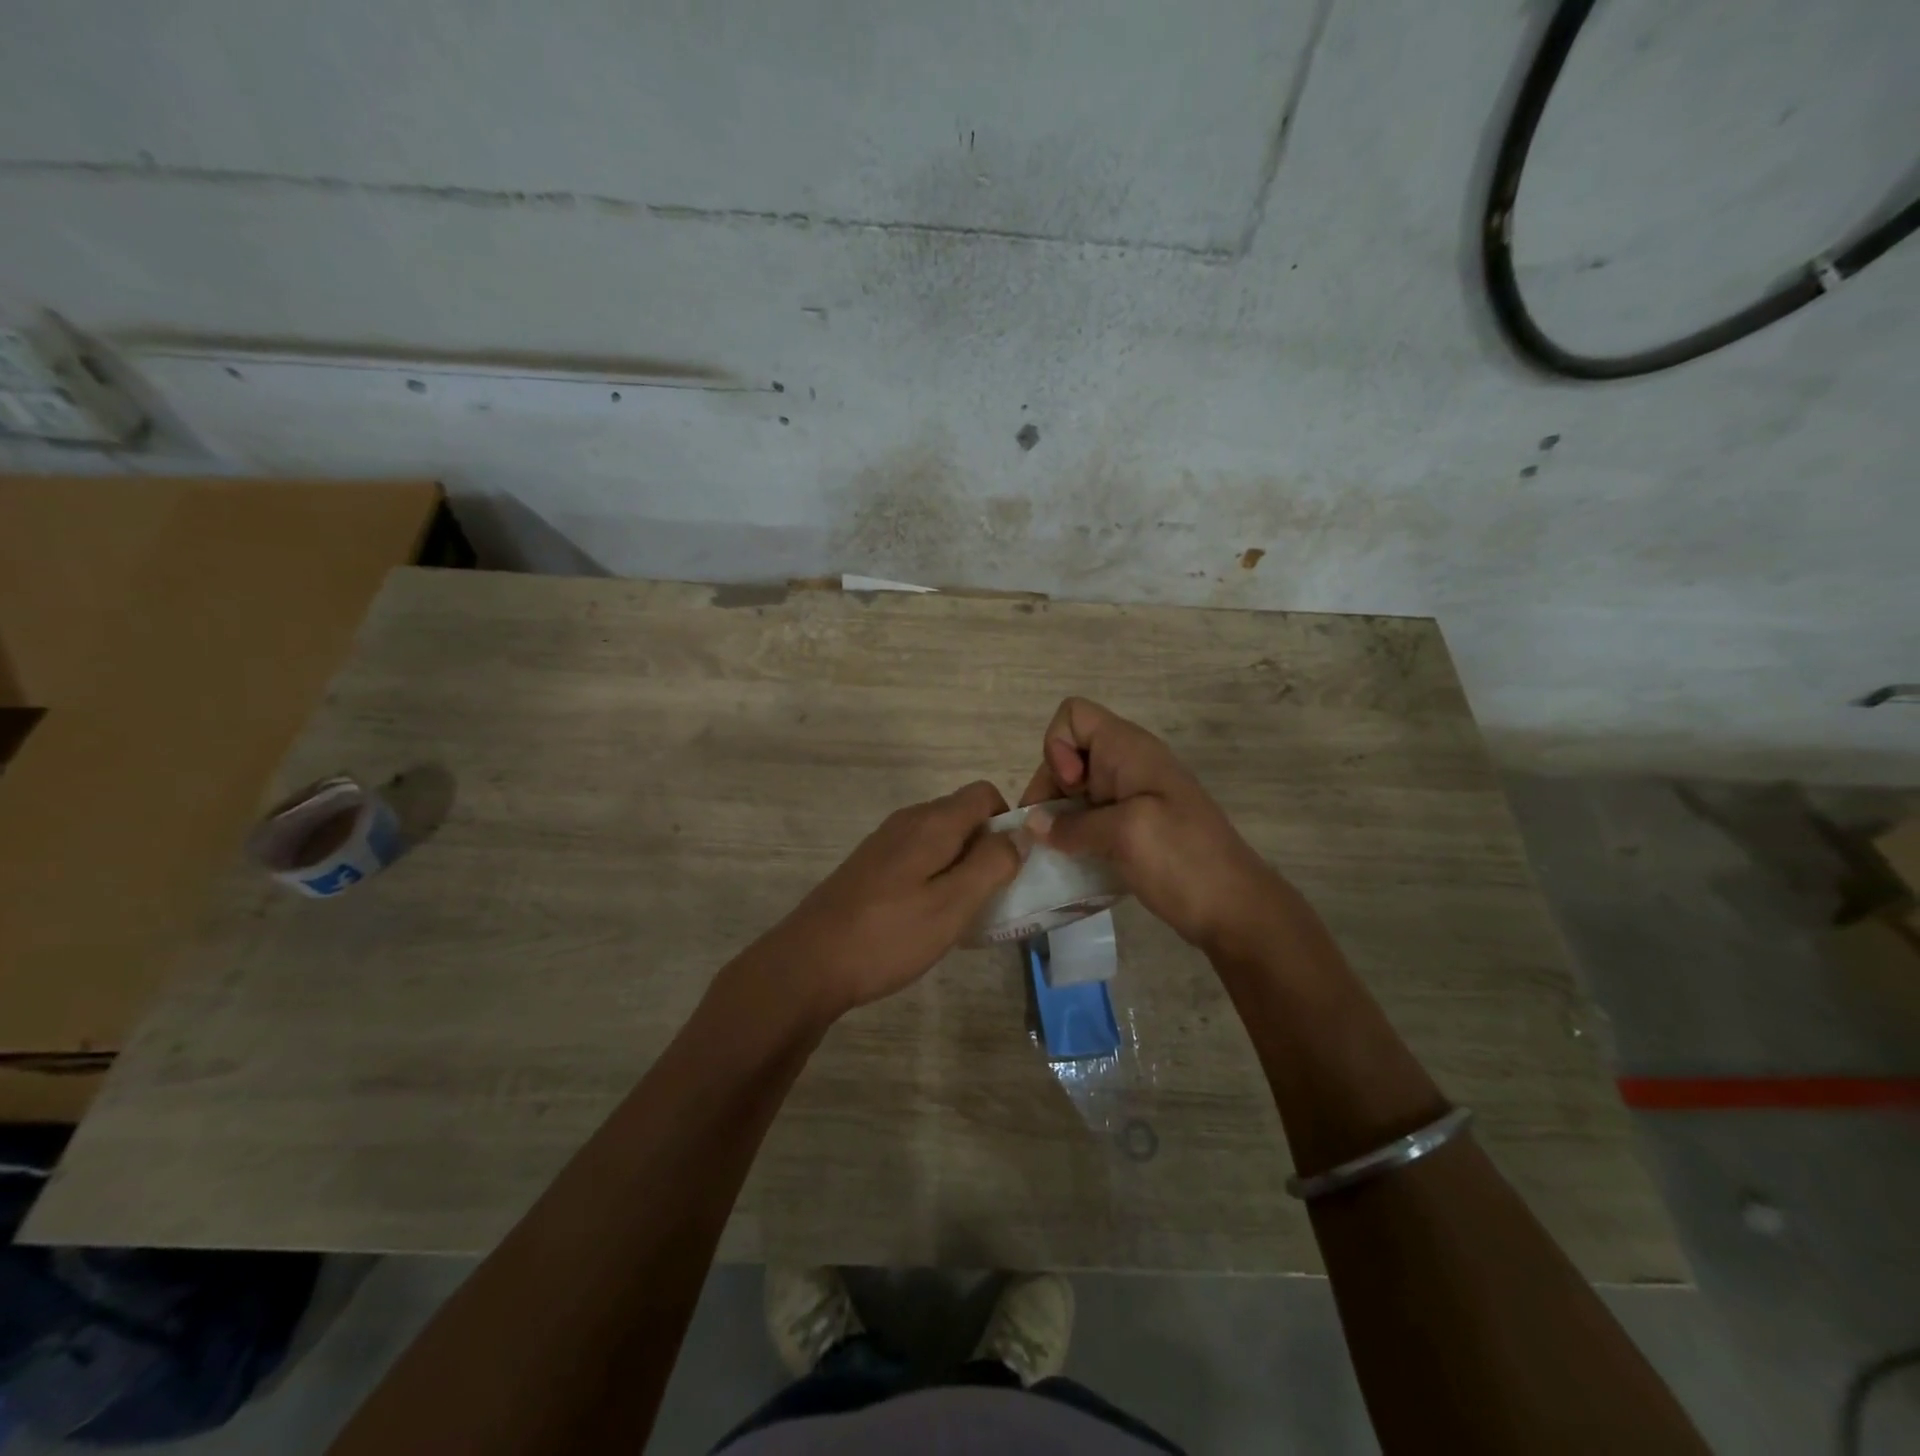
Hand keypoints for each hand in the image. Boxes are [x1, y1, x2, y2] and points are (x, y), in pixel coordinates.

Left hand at [754, 781, 1021, 1017]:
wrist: (808, 963)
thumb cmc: (888, 935)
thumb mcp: (952, 904)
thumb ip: (992, 864)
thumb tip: (1020, 833)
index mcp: (931, 823)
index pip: (984, 794)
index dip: (1007, 822)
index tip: (1011, 866)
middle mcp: (907, 821)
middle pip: (963, 815)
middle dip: (986, 848)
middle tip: (992, 897)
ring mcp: (884, 843)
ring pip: (940, 839)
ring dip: (961, 867)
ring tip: (962, 913)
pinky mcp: (870, 866)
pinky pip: (918, 858)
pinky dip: (935, 877)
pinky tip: (927, 918)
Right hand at [1019, 697, 1286, 953]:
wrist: (1235, 910)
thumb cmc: (1182, 859)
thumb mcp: (1125, 834)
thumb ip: (1073, 825)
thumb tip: (1033, 826)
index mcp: (1128, 750)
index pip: (1073, 716)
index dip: (1057, 748)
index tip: (1070, 789)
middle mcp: (1126, 766)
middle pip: (1067, 757)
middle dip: (1049, 791)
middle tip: (1047, 835)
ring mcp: (1131, 799)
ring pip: (1075, 792)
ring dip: (1058, 819)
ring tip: (1053, 854)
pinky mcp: (1133, 830)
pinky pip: (1090, 820)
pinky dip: (1075, 837)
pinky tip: (1071, 865)